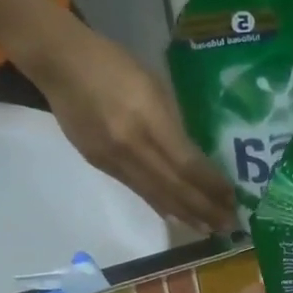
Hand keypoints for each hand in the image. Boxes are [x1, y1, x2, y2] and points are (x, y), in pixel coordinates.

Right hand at [34, 25, 235, 233]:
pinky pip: (138, 191)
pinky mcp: (101, 165)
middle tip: (229, 226)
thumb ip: (172, 124)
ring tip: (208, 229)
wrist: (60, 64)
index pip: (188, 164)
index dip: (211, 186)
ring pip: (156, 195)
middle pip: (175, 187)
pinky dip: (161, 205)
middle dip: (204, 209)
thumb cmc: (113, 64)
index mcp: (148, 120)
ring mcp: (114, 160)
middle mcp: (132, 147)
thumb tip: (192, 159)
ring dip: (185, 214)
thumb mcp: (154, 85)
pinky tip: (177, 215)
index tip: (233, 198)